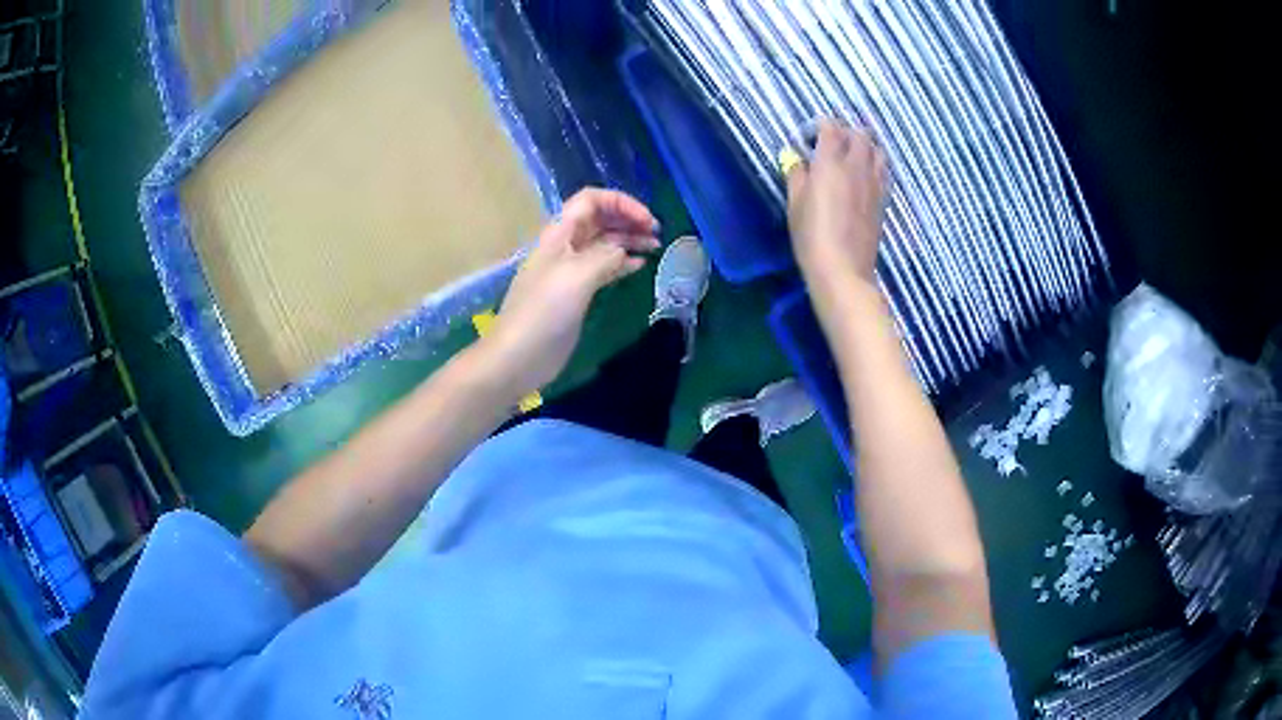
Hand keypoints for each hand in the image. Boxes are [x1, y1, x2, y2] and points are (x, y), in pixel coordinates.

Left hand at [480, 188, 659, 398]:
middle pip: (600, 219)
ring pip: (604, 243)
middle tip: (657, 233)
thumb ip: (604, 256)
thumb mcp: (577, 276)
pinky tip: (640, 266)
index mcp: (560, 234)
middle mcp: (565, 246)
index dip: (621, 203)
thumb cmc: (544, 312)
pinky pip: (603, 267)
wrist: (519, 356)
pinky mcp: (576, 293)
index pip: (591, 201)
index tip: (647, 220)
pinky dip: (622, 262)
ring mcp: (570, 270)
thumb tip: (624, 251)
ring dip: (629, 240)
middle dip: (628, 219)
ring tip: (655, 246)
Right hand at [786, 119, 888, 288]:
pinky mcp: (882, 200)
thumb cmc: (811, 235)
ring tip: (853, 155)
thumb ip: (796, 175)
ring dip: (866, 146)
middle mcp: (856, 166)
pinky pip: (883, 171)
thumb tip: (796, 160)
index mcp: (830, 162)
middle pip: (859, 135)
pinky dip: (875, 164)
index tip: (810, 135)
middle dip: (846, 132)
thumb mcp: (794, 203)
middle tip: (832, 143)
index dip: (821, 125)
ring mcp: (873, 183)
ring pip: (877, 150)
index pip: (831, 128)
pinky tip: (865, 175)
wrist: (843, 268)